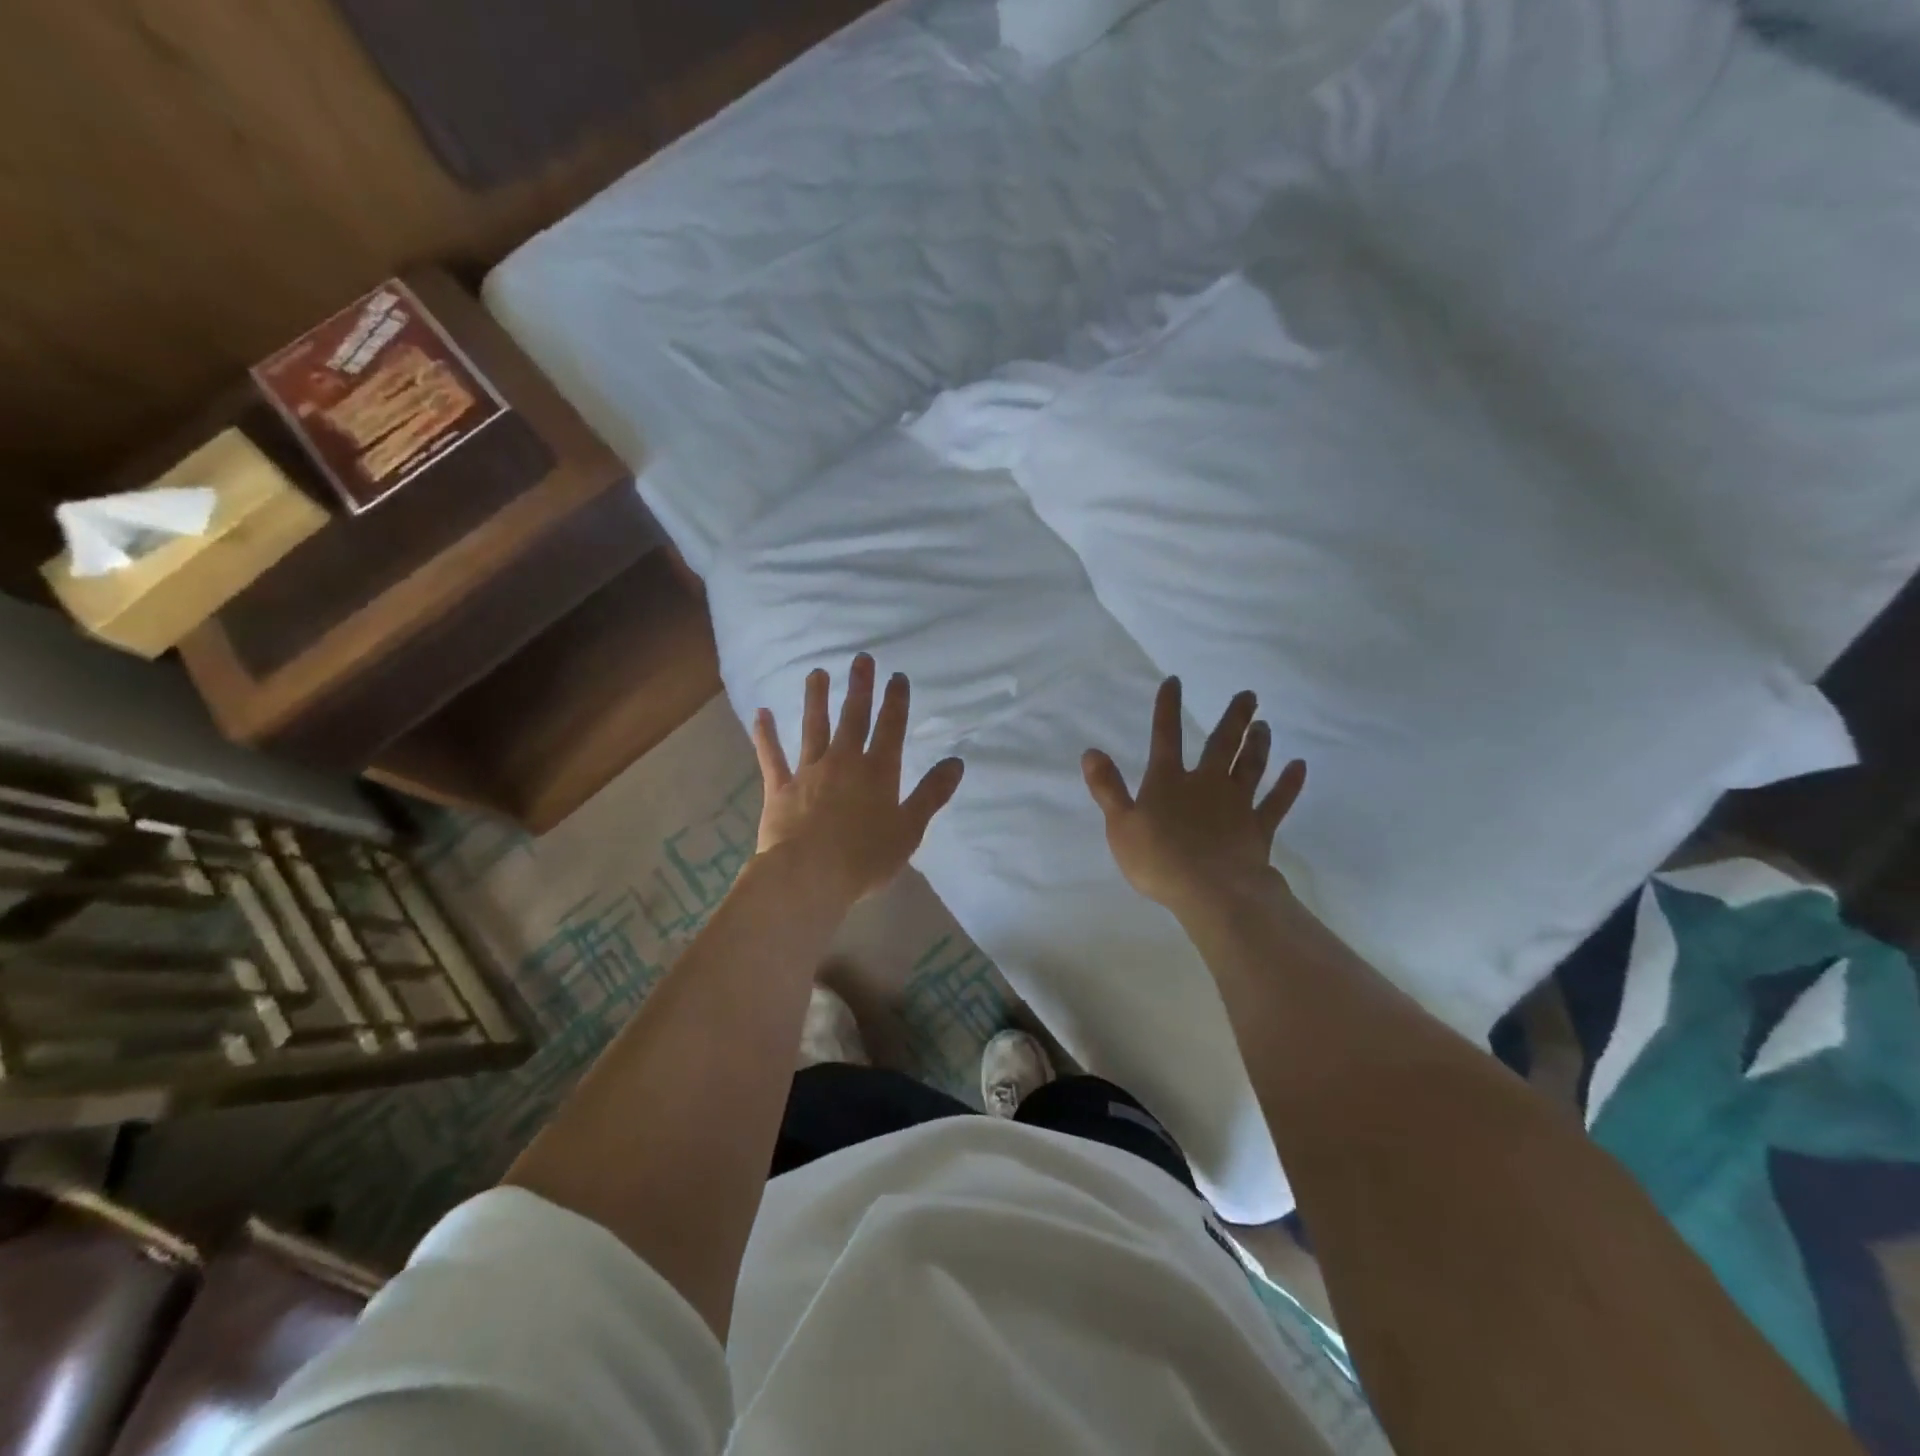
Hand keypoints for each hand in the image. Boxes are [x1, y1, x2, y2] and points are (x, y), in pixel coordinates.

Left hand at [753, 654, 965, 903]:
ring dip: (816, 699)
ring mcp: (809, 772)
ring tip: (817, 673)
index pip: (891, 728)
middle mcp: (844, 762)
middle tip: (861, 659)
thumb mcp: (909, 829)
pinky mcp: (780, 788)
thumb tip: (956, 762)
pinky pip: (772, 757)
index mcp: (878, 772)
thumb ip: (931, 794)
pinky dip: (766, 735)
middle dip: (859, 688)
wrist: (808, 876)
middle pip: (853, 718)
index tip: (897, 676)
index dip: (896, 701)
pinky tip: (761, 713)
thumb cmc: (865, 857)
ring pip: (813, 728)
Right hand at [1082, 677, 1305, 918]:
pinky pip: (1277, 802)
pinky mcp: (1258, 828)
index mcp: (1168, 782)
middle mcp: (1205, 784)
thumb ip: (1107, 788)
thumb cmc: (1158, 859)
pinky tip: (1299, 767)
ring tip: (1264, 724)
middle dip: (1234, 718)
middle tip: (1249, 694)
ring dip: (1258, 744)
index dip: (1167, 709)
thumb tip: (1091, 752)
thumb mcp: (1120, 825)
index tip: (1175, 681)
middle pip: (1221, 744)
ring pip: (1250, 766)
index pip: (1165, 737)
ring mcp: (1236, 804)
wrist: (1211, 891)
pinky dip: (1289, 784)